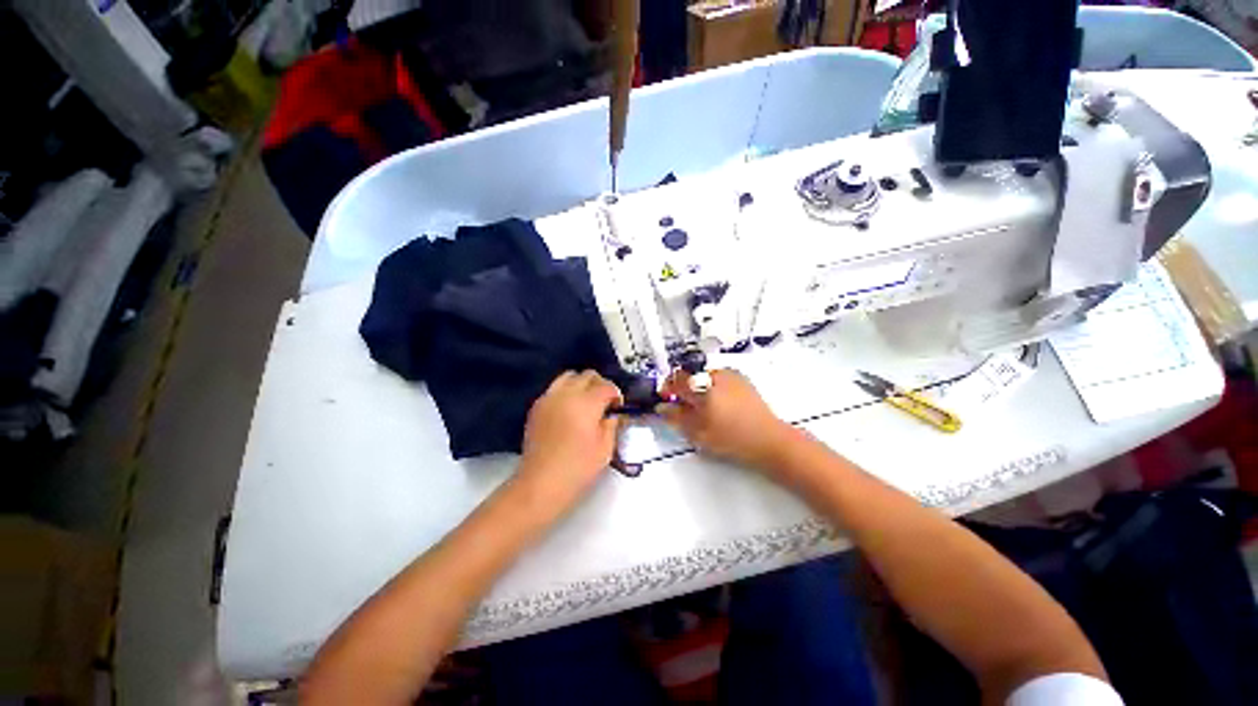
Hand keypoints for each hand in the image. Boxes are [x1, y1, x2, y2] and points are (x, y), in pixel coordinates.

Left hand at [515, 371, 622, 519]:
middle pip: (587, 375)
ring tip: (586, 401)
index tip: (618, 407)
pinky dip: (565, 391)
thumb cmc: (578, 468)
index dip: (616, 395)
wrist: (541, 483)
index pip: (606, 386)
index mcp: (586, 403)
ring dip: (581, 384)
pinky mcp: (536, 406)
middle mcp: (567, 394)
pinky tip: (568, 409)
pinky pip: (554, 388)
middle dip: (600, 385)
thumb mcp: (605, 449)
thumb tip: (613, 414)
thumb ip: (612, 425)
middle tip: (604, 402)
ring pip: (568, 376)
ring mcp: (549, 398)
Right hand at [658, 369, 796, 470]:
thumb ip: (676, 417)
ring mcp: (731, 375)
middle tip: (683, 407)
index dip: (667, 387)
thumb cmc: (732, 438)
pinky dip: (712, 388)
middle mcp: (716, 375)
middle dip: (683, 389)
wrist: (769, 440)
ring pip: (705, 377)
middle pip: (691, 376)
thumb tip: (662, 408)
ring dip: (698, 388)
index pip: (677, 379)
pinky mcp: (742, 379)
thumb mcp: (698, 433)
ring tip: (702, 408)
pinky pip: (719, 379)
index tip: (665, 397)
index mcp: (703, 387)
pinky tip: (718, 405)